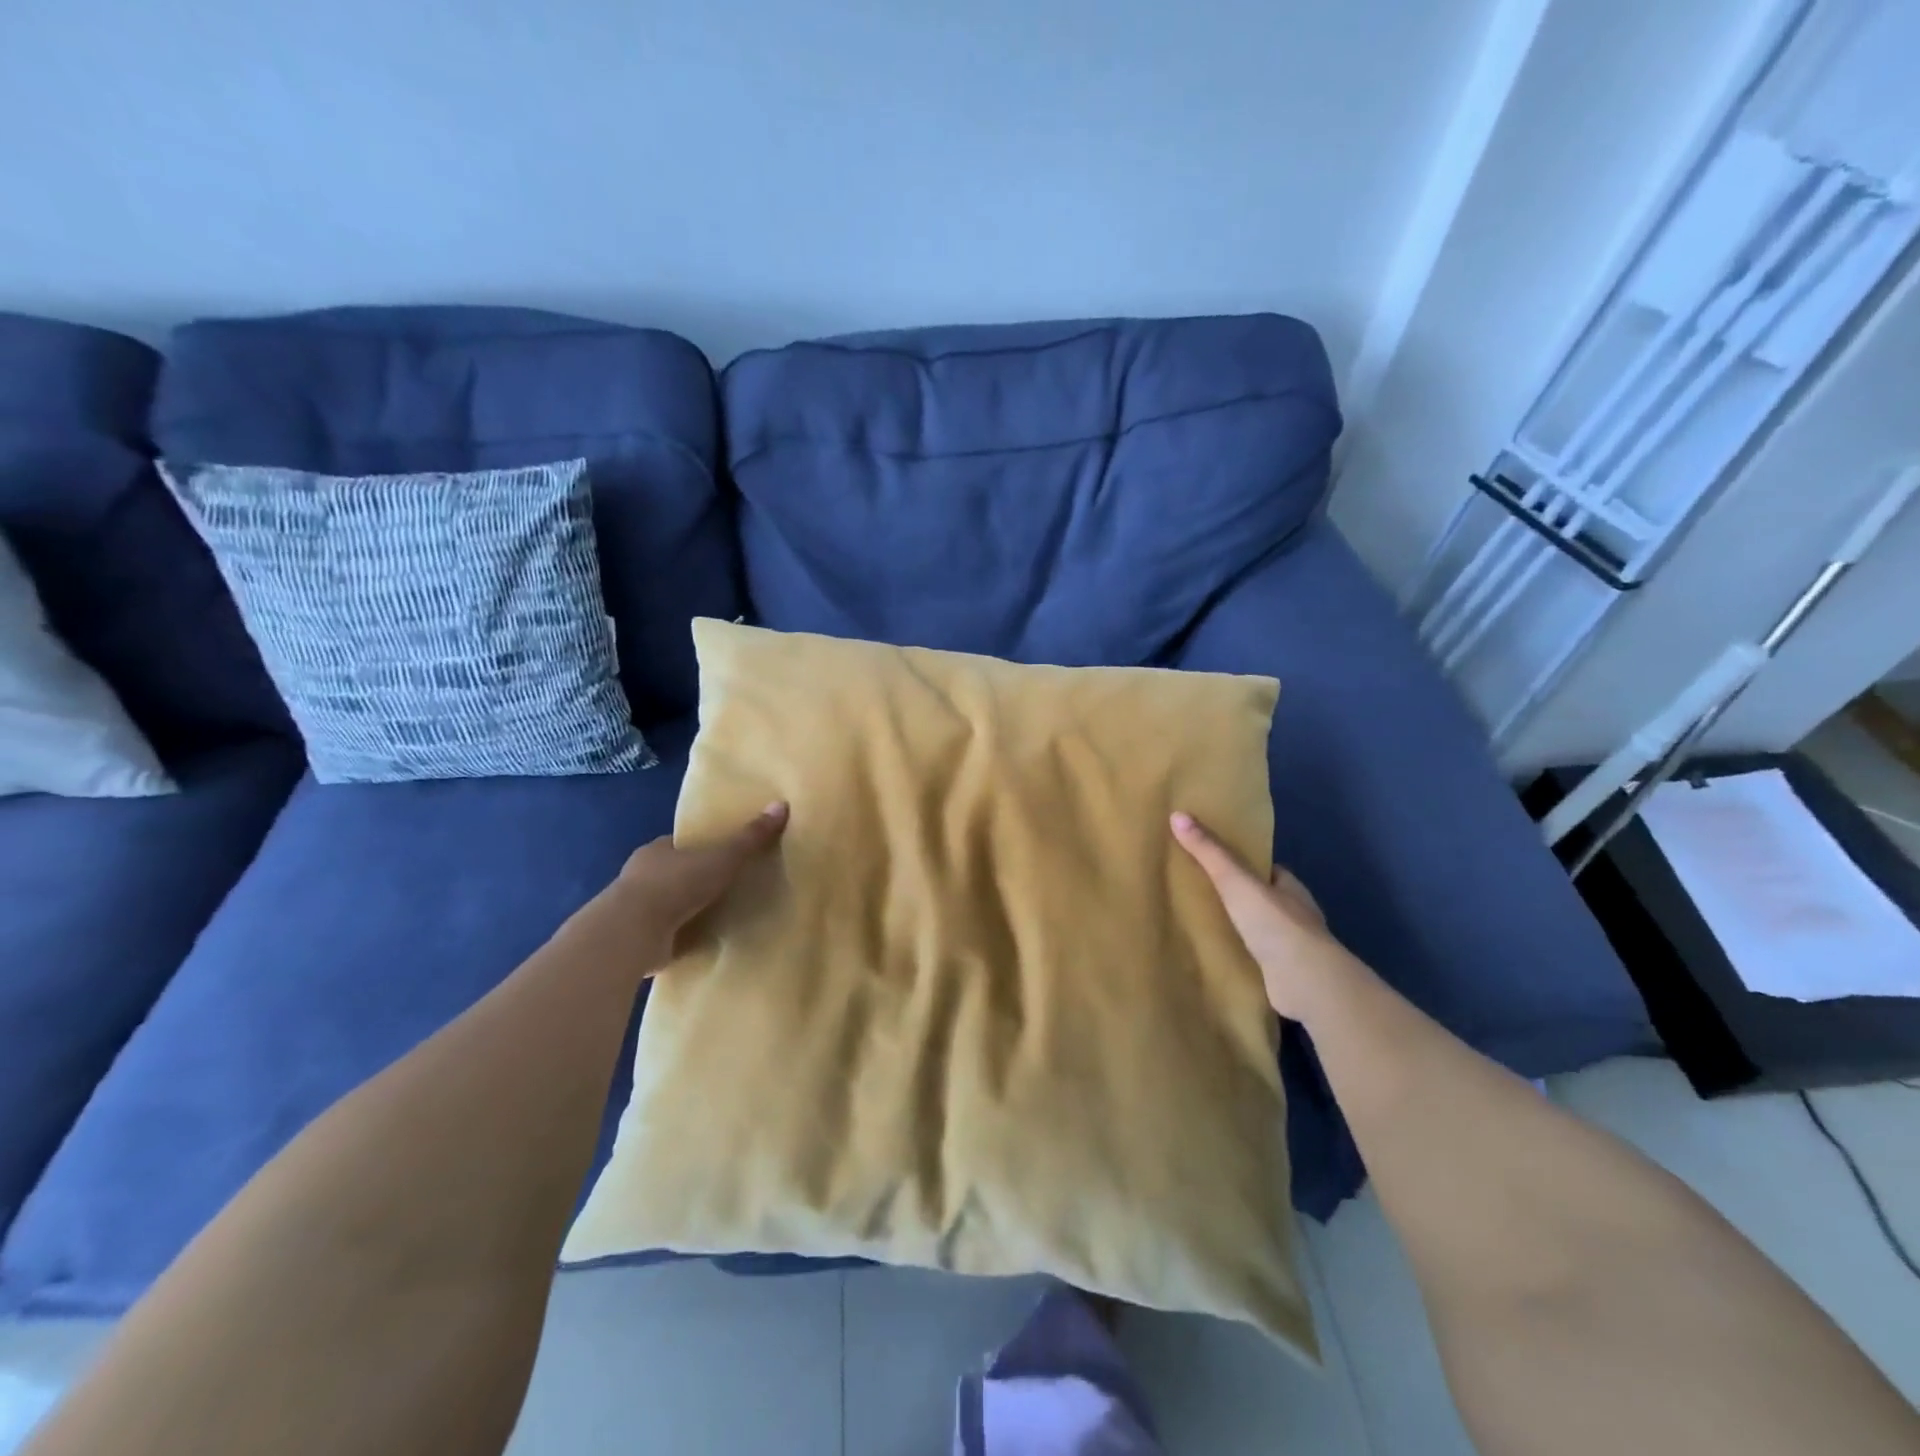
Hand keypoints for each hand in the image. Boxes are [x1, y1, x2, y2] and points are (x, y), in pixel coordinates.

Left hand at [607, 801, 789, 971]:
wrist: (632, 932)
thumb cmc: (676, 884)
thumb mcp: (722, 857)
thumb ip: (750, 837)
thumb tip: (781, 804)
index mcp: (657, 850)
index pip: (681, 844)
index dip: (700, 848)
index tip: (721, 855)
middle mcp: (641, 876)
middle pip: (672, 872)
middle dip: (693, 880)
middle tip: (724, 888)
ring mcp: (635, 909)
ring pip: (665, 904)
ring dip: (683, 910)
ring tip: (714, 917)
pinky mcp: (635, 938)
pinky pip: (662, 933)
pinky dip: (676, 935)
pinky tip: (695, 940)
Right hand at [1171, 811, 1360, 1021]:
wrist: (1305, 981)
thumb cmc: (1274, 923)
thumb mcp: (1235, 880)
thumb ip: (1209, 852)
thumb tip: (1177, 814)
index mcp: (1290, 887)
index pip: (1266, 868)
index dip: (1243, 863)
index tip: (1216, 860)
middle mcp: (1295, 913)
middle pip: (1262, 897)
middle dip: (1239, 895)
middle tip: (1201, 890)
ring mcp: (1292, 946)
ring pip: (1261, 929)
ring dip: (1240, 927)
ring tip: (1204, 922)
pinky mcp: (1284, 973)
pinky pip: (1257, 957)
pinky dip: (1242, 954)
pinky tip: (1219, 954)